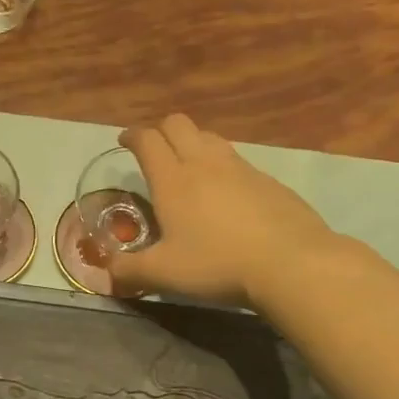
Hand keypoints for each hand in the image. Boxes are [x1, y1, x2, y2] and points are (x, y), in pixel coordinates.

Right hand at [107, 114, 337, 306]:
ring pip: (209, 137)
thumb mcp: (164, 274)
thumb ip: (130, 271)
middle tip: (154, 150)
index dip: (132, 136)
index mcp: (172, 180)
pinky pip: (237, 160)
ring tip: (188, 166)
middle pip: (178, 124)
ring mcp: (240, 168)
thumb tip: (107, 274)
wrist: (291, 263)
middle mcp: (204, 163)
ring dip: (192, 142)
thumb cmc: (217, 264)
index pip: (147, 140)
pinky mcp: (268, 180)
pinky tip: (227, 193)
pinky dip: (222, 166)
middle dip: (160, 130)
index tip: (124, 141)